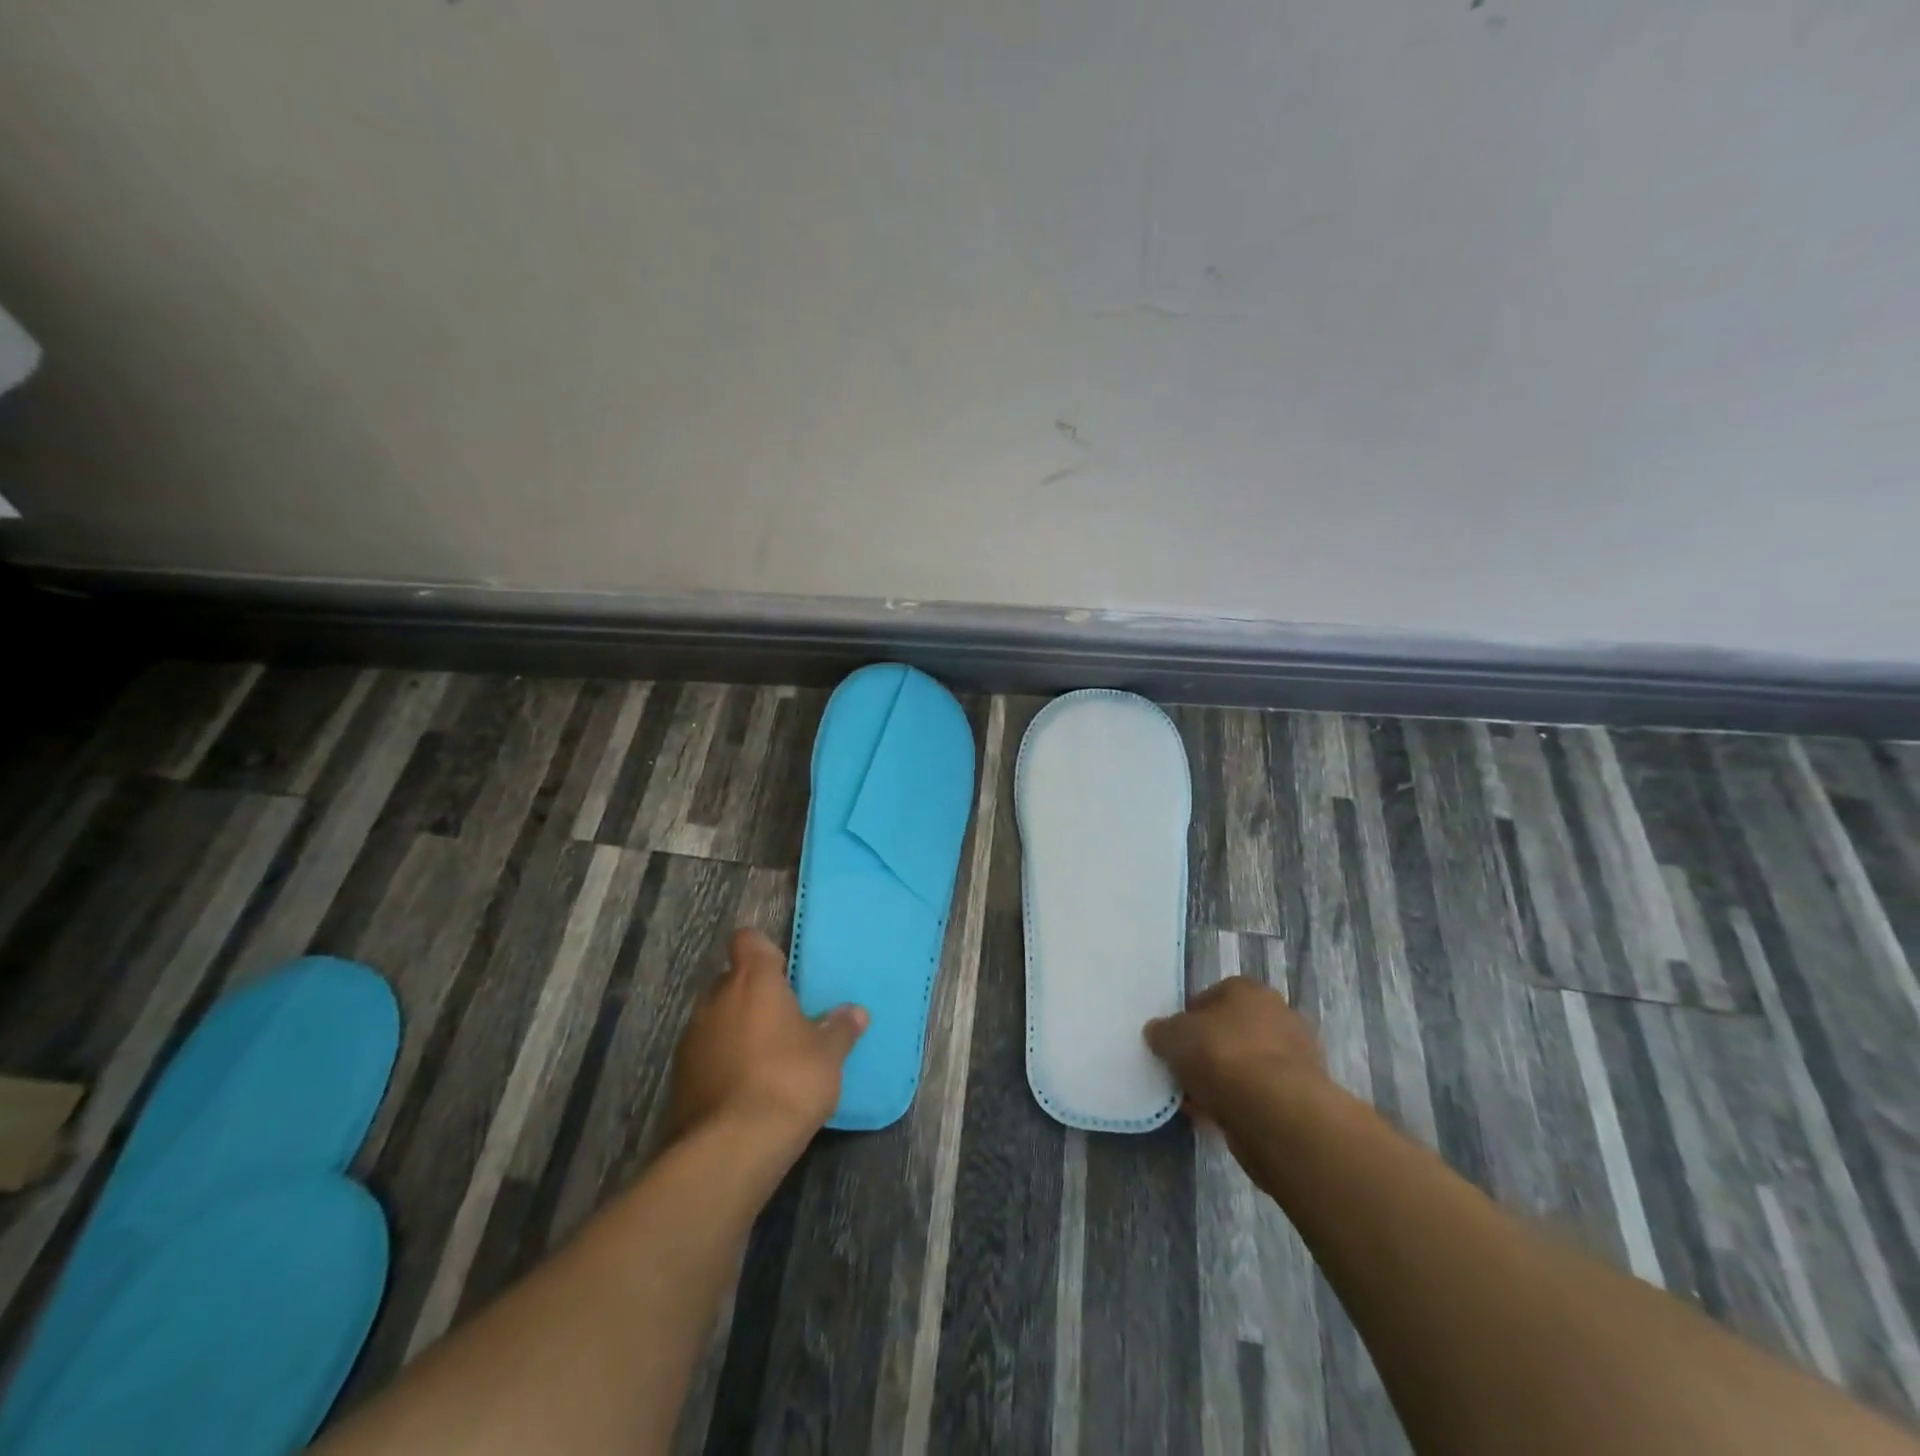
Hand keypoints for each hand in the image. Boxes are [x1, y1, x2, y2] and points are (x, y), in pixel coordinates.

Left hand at [667, 929, 867, 1151]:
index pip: (747, 940)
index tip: (781, 970)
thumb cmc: (788, 1082)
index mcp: (753, 981)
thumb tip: (855, 1012)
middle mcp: (716, 998)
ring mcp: (692, 1037)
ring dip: (734, 1028)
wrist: (730, 1148)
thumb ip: (839, 1028)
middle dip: (751, 994)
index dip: (762, 950)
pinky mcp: (678, 1075)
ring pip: (715, 1017)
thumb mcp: (828, 1056)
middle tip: (781, 1019)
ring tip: (763, 1057)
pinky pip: (704, 1052)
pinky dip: (720, 1060)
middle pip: (731, 980)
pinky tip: (742, 1087)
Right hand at [1144, 976, 1325, 1127]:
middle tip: (1183, 1070)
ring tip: (1195, 1100)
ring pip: (1245, 1065)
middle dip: (1207, 1050)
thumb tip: (1158, 1033)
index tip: (1173, 1040)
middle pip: (1231, 1031)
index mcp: (1250, 990)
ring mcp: (1295, 1058)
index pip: (1212, 995)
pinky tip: (1216, 1117)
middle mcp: (1278, 1015)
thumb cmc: (1222, 1056)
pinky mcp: (1301, 1096)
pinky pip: (1258, 1094)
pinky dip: (1239, 1103)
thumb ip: (1163, 1031)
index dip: (1188, 1017)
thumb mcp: (1174, 1036)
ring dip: (1222, 1080)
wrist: (1276, 1114)